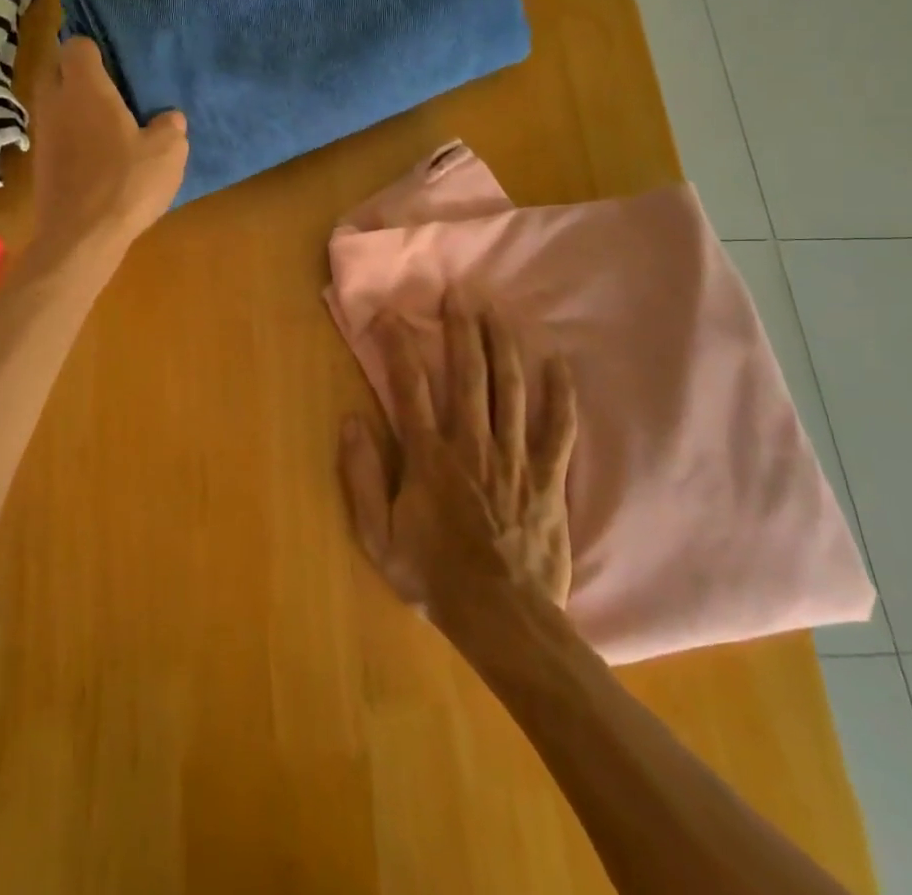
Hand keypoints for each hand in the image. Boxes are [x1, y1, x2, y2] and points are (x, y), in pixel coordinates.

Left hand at [28, 36, 187, 263]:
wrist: (81, 237)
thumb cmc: (126, 184)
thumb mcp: (167, 152)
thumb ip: (169, 126)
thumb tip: (168, 117)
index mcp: (85, 89)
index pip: (76, 46)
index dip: (94, 48)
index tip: (115, 61)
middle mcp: (56, 103)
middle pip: (55, 69)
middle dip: (77, 72)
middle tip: (110, 87)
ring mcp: (43, 134)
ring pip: (53, 103)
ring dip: (73, 105)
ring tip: (106, 121)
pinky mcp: (40, 162)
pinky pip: (55, 132)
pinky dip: (71, 134)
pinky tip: (97, 154)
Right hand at [338, 295, 577, 620]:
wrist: (504, 620)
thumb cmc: (434, 577)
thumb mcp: (378, 537)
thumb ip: (360, 477)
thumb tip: (351, 420)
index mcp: (428, 456)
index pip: (408, 385)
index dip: (397, 345)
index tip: (390, 314)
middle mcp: (471, 444)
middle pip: (467, 374)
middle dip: (461, 328)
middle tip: (459, 291)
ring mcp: (514, 457)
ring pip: (510, 389)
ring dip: (503, 345)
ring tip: (498, 309)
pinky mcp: (548, 476)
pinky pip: (558, 428)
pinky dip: (561, 394)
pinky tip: (559, 363)